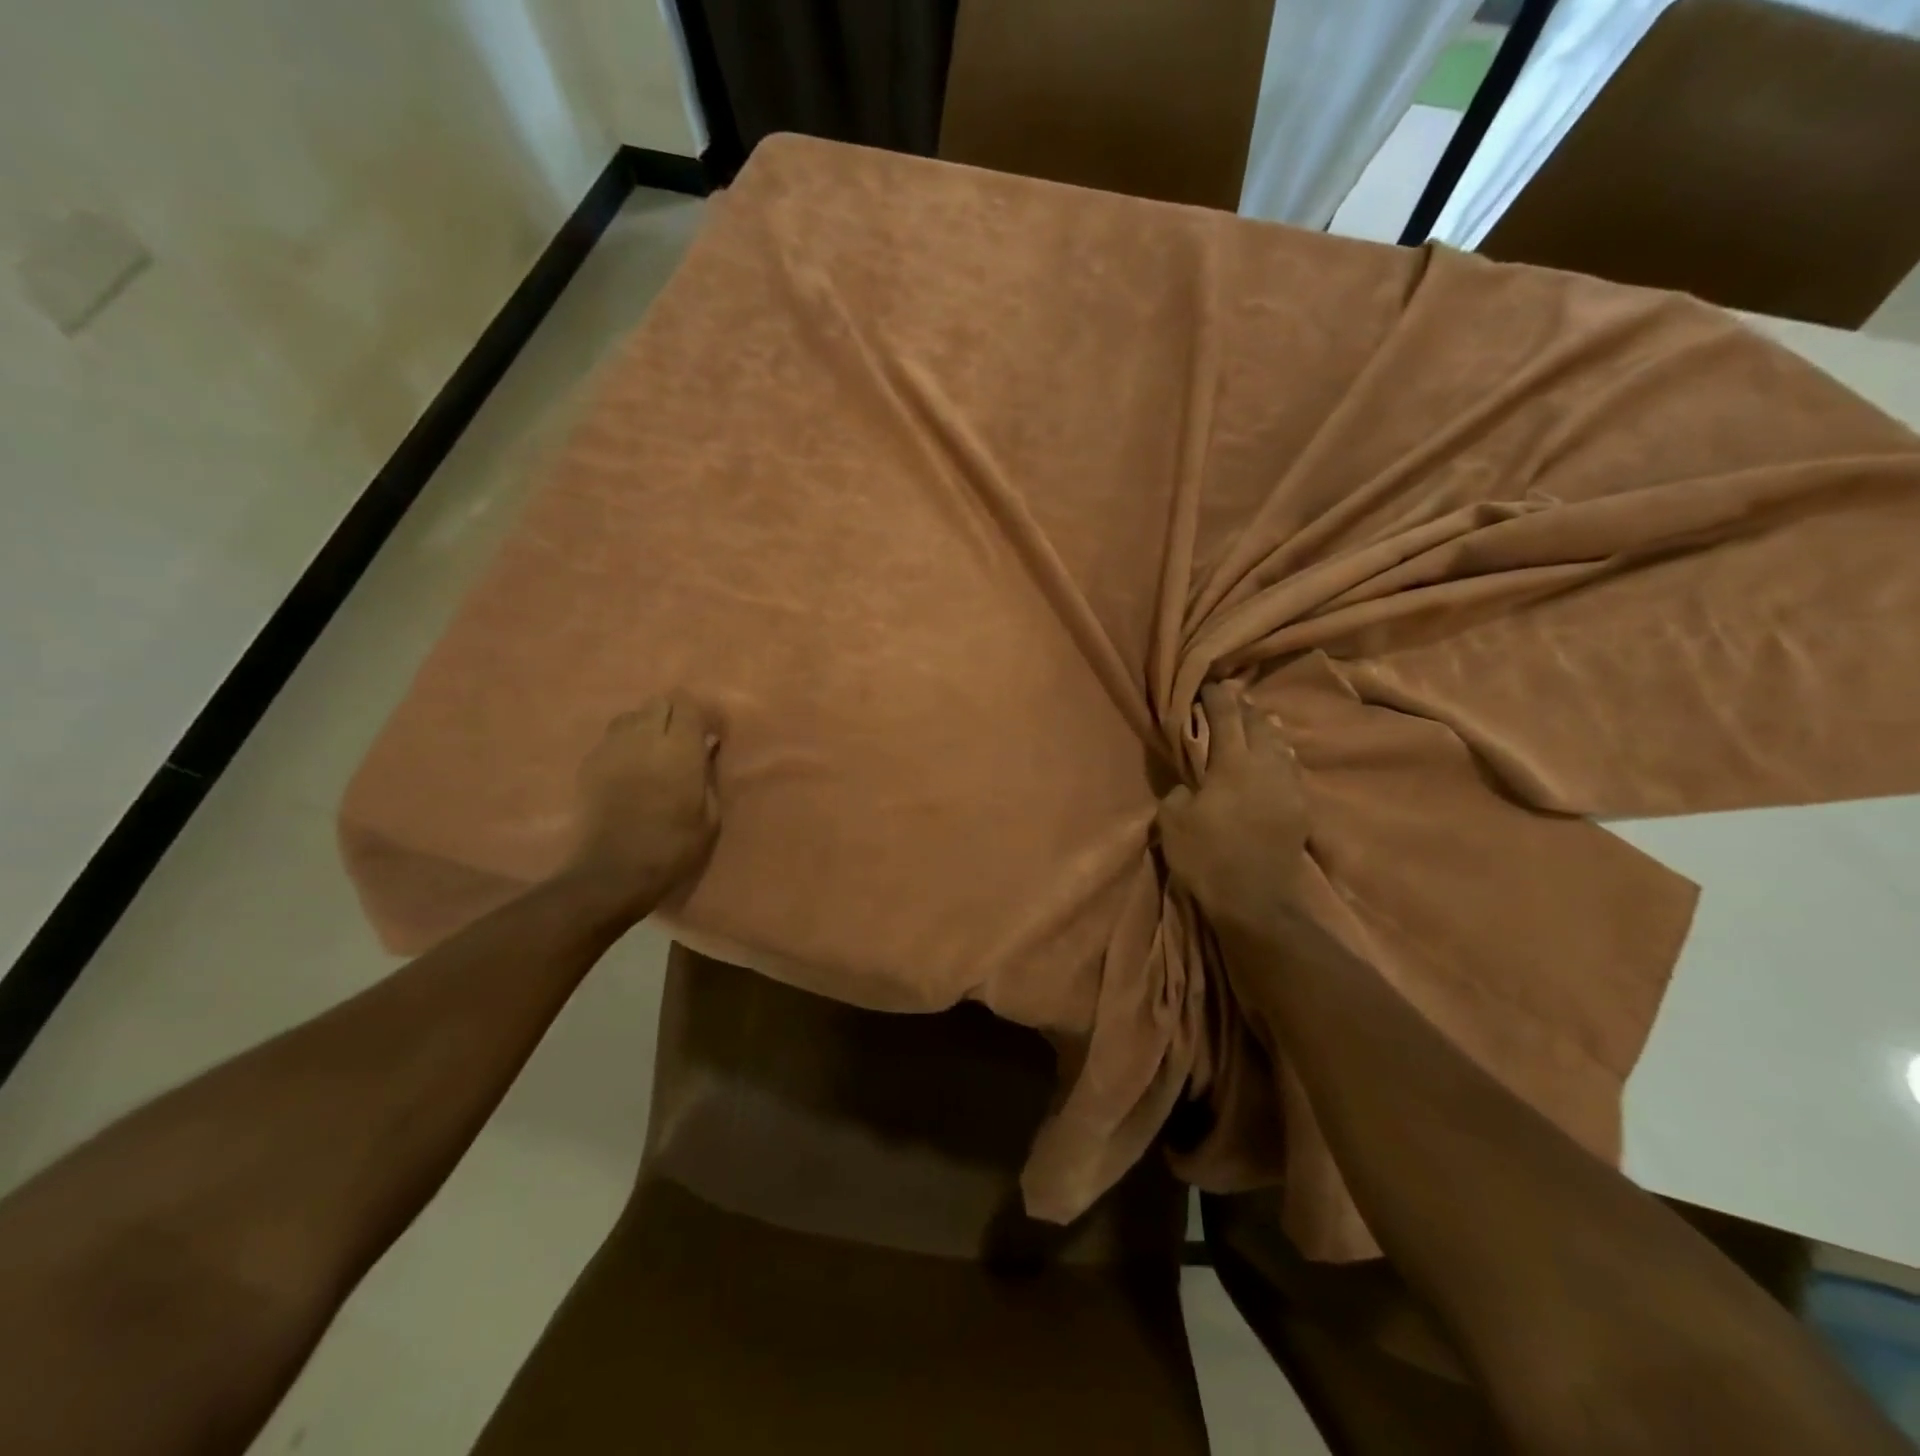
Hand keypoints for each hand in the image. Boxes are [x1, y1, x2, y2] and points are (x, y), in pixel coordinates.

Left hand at [561, 692, 719, 918]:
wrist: (612, 873)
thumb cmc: (672, 848)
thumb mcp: (709, 816)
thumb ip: (708, 775)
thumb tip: (706, 750)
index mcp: (679, 749)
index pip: (688, 704)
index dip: (700, 714)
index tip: (709, 734)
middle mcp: (644, 738)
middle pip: (659, 702)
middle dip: (674, 715)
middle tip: (682, 741)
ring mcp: (612, 748)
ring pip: (631, 716)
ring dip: (646, 726)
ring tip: (653, 752)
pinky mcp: (589, 764)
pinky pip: (611, 739)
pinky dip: (624, 745)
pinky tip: (629, 770)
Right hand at [1157, 682, 1308, 935]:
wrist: (1257, 901)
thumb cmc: (1208, 857)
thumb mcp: (1173, 822)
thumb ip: (1180, 791)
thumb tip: (1191, 784)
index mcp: (1233, 763)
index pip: (1226, 717)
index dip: (1216, 697)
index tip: (1208, 685)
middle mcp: (1266, 766)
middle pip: (1259, 724)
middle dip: (1244, 708)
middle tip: (1232, 699)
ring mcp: (1289, 787)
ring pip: (1280, 744)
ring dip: (1266, 730)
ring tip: (1258, 721)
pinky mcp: (1301, 808)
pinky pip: (1290, 768)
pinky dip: (1279, 755)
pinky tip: (1276, 758)